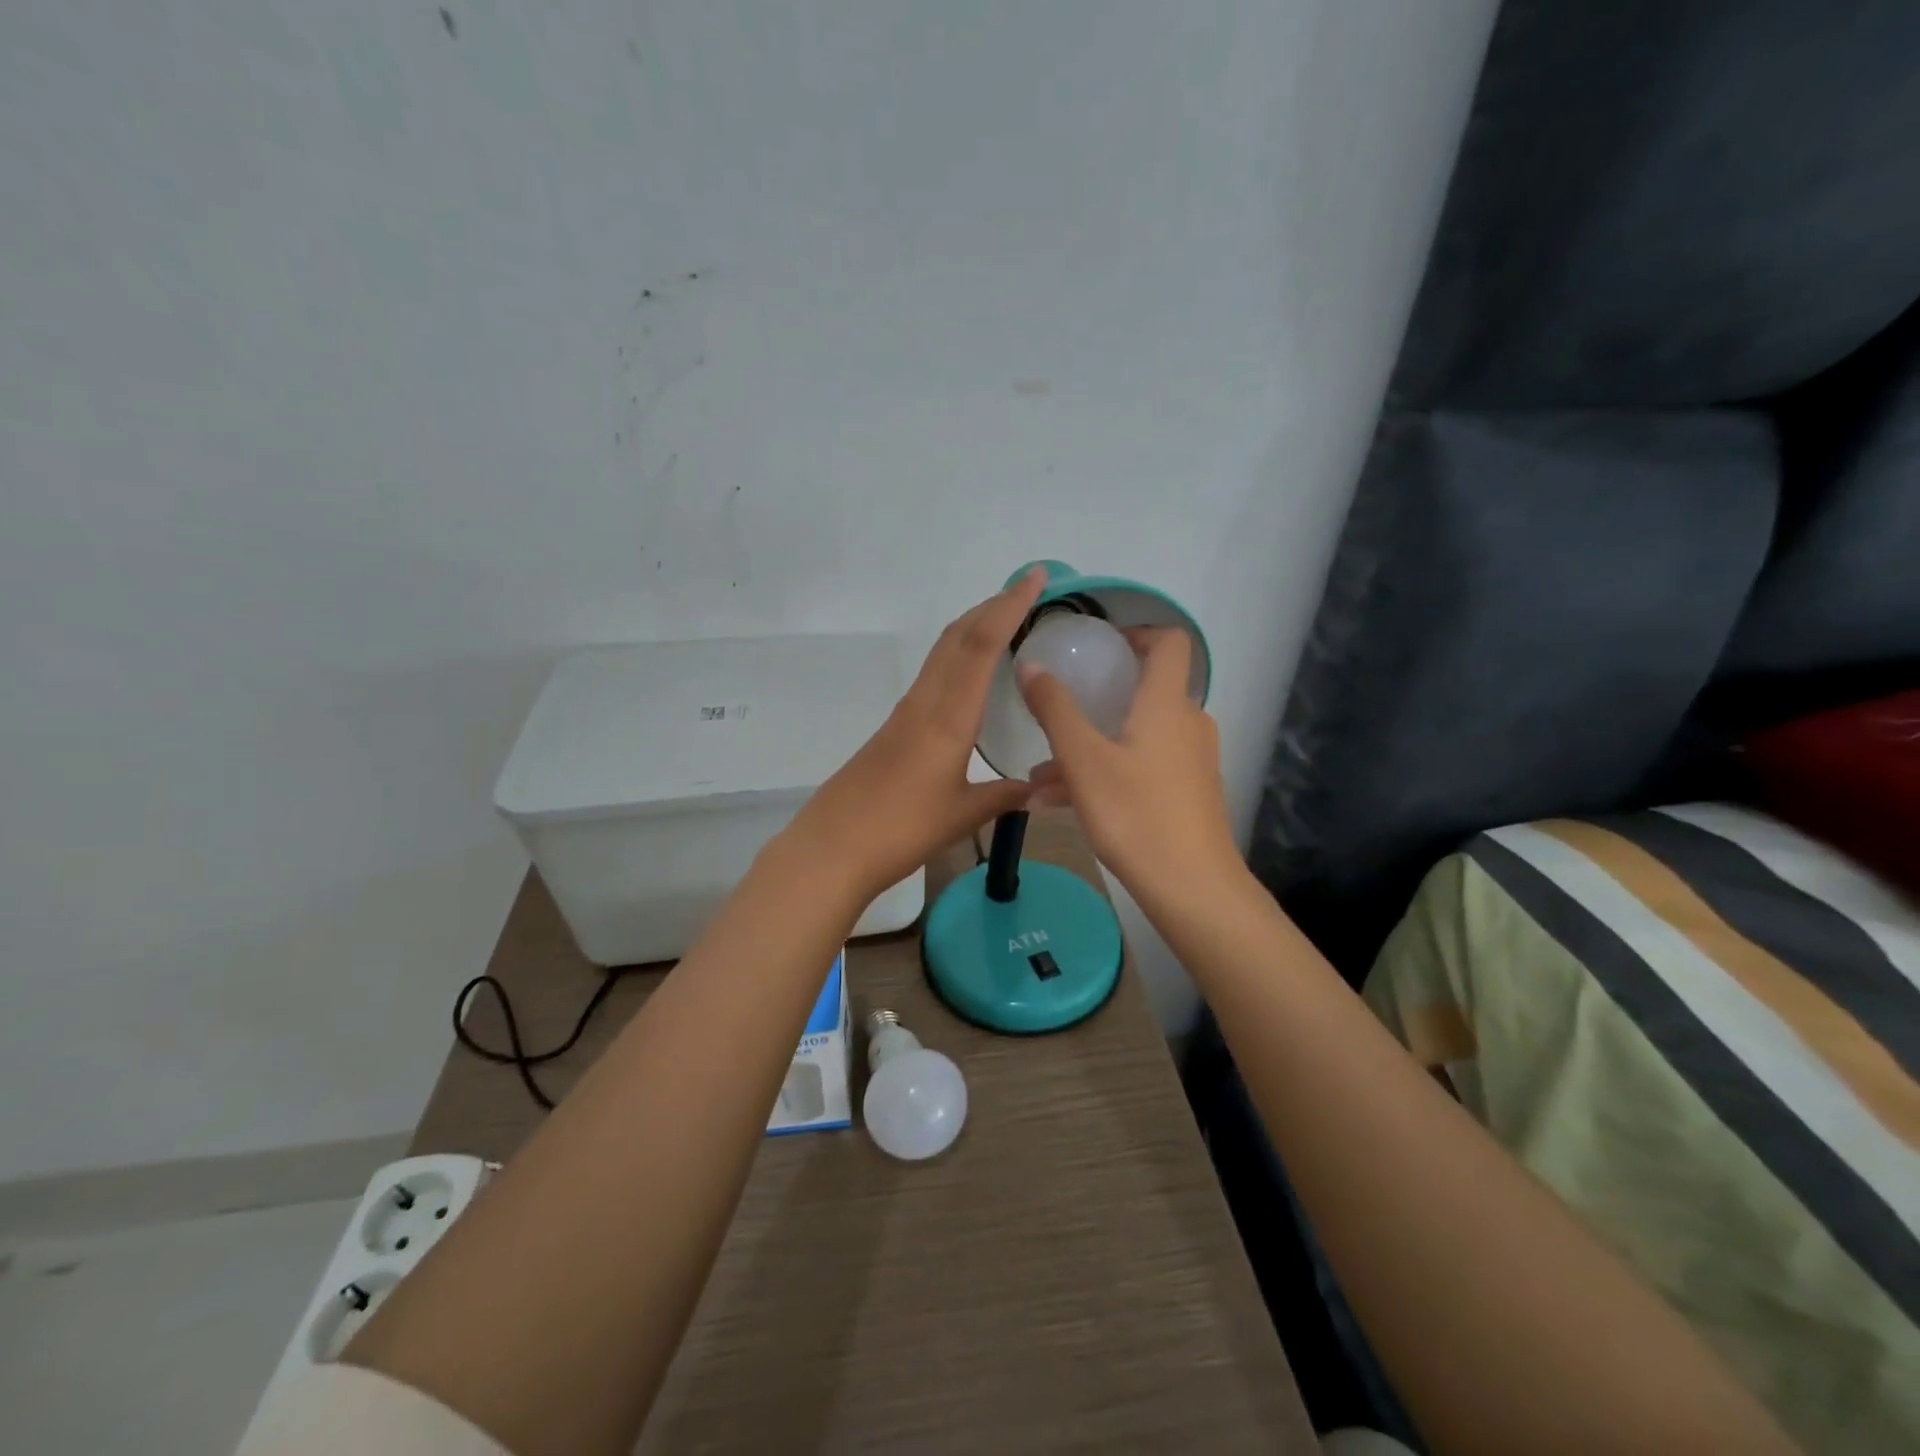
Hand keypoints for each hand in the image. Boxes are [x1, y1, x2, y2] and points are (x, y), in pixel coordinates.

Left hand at [786, 569, 1043, 898]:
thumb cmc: (900, 830)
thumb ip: (1003, 796)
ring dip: (973, 628)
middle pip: (957, 637)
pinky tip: (971, 678)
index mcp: (948, 717)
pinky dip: (958, 658)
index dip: (1009, 606)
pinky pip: (932, 676)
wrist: (832, 847)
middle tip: (1027, 591)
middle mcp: (924, 703)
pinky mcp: (893, 728)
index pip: (981, 645)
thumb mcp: (962, 815)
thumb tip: (1039, 787)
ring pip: (941, 653)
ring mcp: (905, 713)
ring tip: (1005, 622)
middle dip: (992, 606)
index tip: (1034, 577)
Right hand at [1018, 626, 1239, 905]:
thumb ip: (1055, 709)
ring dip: (1089, 747)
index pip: (1169, 642)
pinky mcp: (1188, 793)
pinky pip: (1141, 767)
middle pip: (1142, 693)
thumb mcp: (1083, 760)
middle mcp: (1186, 724)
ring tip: (1039, 778)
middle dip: (1094, 702)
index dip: (1136, 633)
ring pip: (1133, 737)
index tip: (1099, 646)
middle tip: (1056, 712)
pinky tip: (1059, 804)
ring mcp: (1191, 761)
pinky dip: (1105, 773)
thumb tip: (1031, 664)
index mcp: (1166, 704)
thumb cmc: (1136, 814)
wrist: (1193, 888)